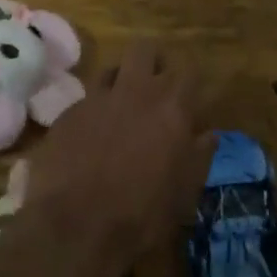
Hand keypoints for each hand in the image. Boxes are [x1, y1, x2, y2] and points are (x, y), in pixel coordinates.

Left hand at [23, 41, 213, 276]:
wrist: (75, 226)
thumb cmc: (142, 215)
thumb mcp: (185, 193)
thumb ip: (200, 156)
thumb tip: (208, 133)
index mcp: (172, 108)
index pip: (189, 70)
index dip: (189, 82)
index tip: (189, 99)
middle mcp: (136, 91)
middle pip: (145, 49)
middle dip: (153, 62)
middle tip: (155, 86)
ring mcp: (98, 98)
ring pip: (113, 67)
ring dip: (122, 80)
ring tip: (123, 106)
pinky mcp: (69, 111)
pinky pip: (87, 97)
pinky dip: (95, 108)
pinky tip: (92, 132)